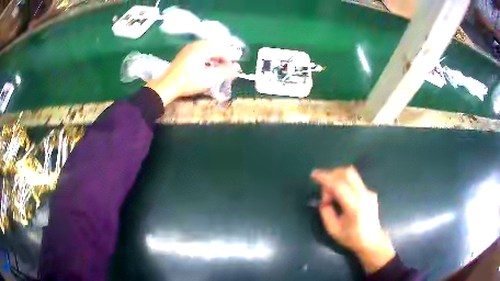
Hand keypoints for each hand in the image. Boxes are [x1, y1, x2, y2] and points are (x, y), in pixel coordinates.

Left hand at [146, 40, 240, 105]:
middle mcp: (196, 45)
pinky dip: (209, 54)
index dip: (231, 56)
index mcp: (202, 49)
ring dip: (217, 53)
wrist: (166, 85)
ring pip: (209, 46)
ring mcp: (190, 47)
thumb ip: (224, 72)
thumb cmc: (187, 82)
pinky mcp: (186, 52)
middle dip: (225, 53)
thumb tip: (237, 68)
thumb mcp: (208, 78)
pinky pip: (202, 48)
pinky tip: (210, 63)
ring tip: (221, 64)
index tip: (237, 64)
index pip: (222, 49)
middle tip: (230, 64)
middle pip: (216, 45)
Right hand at [311, 166, 395, 272]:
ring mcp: (369, 192)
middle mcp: (364, 195)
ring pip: (352, 174)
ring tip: (332, 194)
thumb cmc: (351, 238)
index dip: (325, 178)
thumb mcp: (333, 230)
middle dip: (332, 174)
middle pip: (348, 173)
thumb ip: (326, 212)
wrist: (372, 240)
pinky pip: (355, 181)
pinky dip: (344, 183)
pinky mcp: (370, 191)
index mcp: (354, 207)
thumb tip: (324, 200)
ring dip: (338, 178)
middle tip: (323, 187)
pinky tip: (341, 197)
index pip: (339, 185)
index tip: (313, 175)